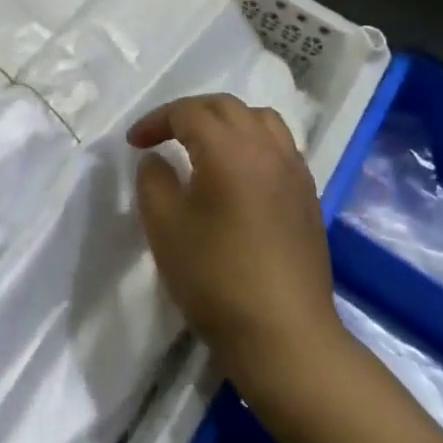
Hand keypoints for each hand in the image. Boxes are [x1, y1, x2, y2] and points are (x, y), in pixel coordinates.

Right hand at [130, 93, 347, 392]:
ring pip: (260, 120)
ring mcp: (294, 172)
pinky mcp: (308, 196)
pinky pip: (279, 146)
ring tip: (204, 144)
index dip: (156, 121)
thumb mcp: (164, 226)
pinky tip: (237, 173)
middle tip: (162, 135)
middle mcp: (267, 149)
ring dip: (226, 121)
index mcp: (229, 150)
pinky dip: (252, 142)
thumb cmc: (215, 278)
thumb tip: (157, 159)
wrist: (284, 336)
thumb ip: (153, 180)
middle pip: (226, 106)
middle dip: (189, 112)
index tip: (134, 143)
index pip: (188, 112)